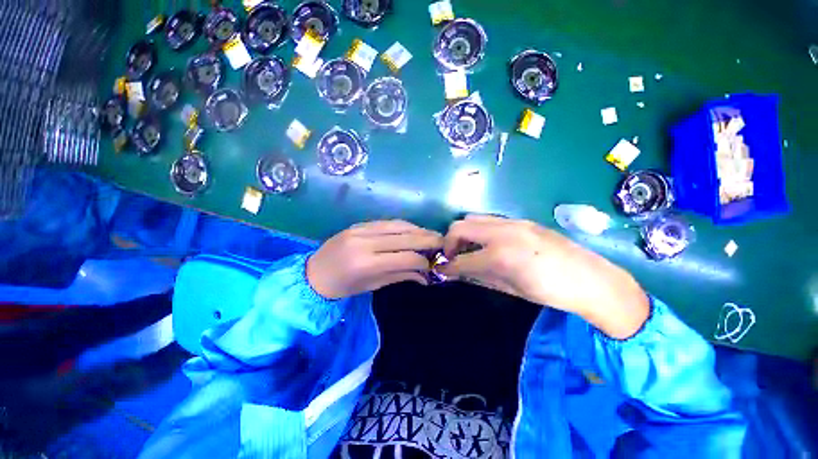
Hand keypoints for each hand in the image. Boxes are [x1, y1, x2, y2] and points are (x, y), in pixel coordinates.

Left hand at [307, 220, 442, 298]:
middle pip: (405, 237)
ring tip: (431, 235)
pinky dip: (404, 225)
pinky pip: (387, 222)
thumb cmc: (343, 287)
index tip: (433, 264)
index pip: (406, 257)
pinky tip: (413, 230)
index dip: (424, 260)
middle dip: (428, 239)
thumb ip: (401, 275)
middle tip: (443, 242)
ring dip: (418, 229)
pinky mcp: (359, 224)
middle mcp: (365, 242)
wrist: (313, 274)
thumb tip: (426, 275)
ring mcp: (361, 229)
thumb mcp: (373, 285)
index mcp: (367, 263)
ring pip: (398, 225)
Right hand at [439, 215, 649, 338]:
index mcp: (499, 256)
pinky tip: (488, 243)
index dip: (447, 266)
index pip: (460, 259)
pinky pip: (489, 220)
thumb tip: (456, 271)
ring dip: (464, 233)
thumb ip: (478, 276)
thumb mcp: (509, 289)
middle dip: (450, 241)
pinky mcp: (520, 220)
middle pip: (459, 226)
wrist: (591, 279)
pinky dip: (480, 230)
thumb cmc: (549, 292)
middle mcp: (501, 232)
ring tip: (469, 248)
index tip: (441, 269)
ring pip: (473, 219)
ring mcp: (512, 222)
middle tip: (454, 256)